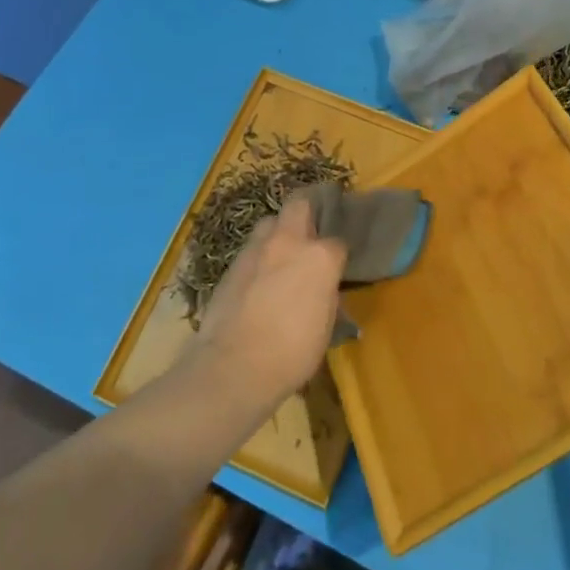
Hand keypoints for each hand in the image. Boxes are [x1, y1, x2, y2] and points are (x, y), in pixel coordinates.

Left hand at [191, 194, 346, 412]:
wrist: (234, 366)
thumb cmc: (292, 353)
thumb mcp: (325, 327)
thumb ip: (327, 296)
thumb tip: (325, 289)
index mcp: (320, 257)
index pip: (338, 242)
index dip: (339, 254)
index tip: (338, 267)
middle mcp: (288, 241)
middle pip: (299, 204)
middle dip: (308, 211)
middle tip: (311, 234)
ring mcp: (256, 249)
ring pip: (270, 222)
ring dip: (279, 232)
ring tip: (283, 256)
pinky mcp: (231, 264)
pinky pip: (251, 249)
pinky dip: (260, 256)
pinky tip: (260, 278)